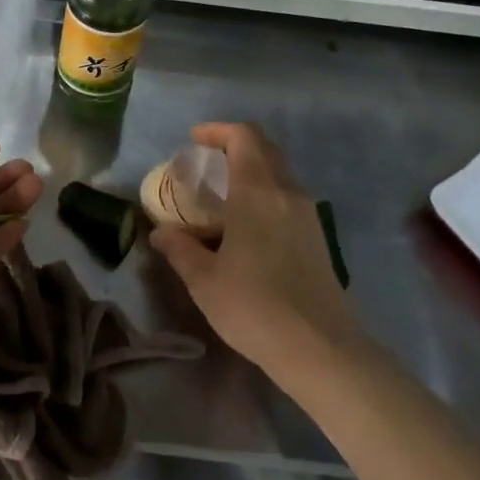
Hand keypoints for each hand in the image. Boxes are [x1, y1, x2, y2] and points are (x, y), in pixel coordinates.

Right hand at [150, 122, 361, 381]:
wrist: (320, 349)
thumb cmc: (253, 306)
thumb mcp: (203, 279)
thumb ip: (179, 248)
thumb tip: (160, 232)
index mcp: (258, 192)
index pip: (244, 137)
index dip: (217, 130)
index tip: (193, 140)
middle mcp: (288, 193)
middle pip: (264, 150)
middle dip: (233, 147)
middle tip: (203, 165)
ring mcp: (308, 215)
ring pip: (279, 174)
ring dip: (250, 172)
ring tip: (220, 196)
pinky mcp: (319, 238)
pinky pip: (287, 199)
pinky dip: (264, 195)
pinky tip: (245, 227)